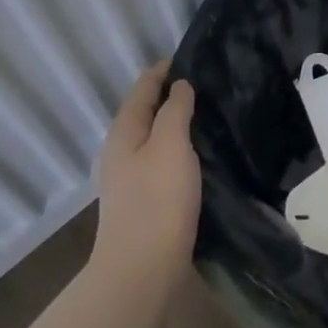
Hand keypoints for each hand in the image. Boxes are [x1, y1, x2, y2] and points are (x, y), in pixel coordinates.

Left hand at [94, 61, 200, 298]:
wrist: (141, 271)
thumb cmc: (157, 200)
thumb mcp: (170, 144)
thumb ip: (174, 110)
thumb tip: (179, 86)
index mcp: (124, 133)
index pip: (142, 88)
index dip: (162, 70)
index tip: (189, 56)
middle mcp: (121, 152)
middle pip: (144, 112)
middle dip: (169, 94)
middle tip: (205, 82)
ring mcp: (129, 179)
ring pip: (153, 137)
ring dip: (175, 122)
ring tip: (207, 113)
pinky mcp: (144, 200)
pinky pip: (161, 159)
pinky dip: (178, 147)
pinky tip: (198, 153)